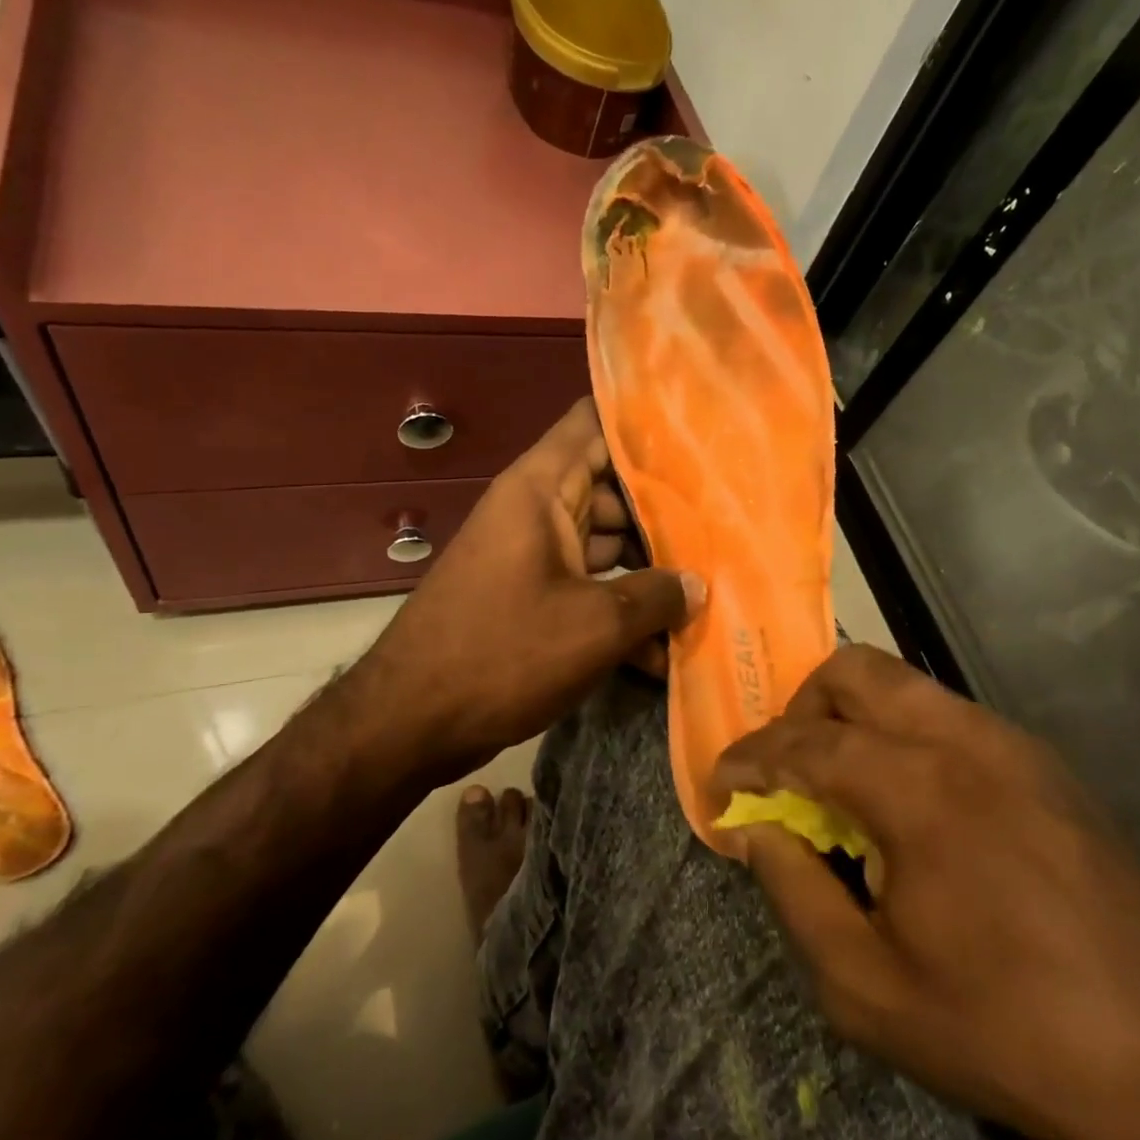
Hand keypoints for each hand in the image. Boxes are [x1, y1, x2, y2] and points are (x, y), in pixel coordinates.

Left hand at [347, 399, 702, 787]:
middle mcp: (536, 511)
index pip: (594, 422)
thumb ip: (656, 597)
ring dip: (649, 573)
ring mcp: (533, 557)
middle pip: (612, 489)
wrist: (410, 722)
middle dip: (667, 511)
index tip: (701, 428)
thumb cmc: (503, 653)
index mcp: (540, 489)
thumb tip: (696, 586)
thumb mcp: (595, 625)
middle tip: (728, 524)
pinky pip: (587, 588)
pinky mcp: (532, 599)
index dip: (644, 418)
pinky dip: (619, 612)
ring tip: (709, 593)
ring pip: (605, 544)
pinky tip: (662, 654)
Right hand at [714, 644, 1139, 1139]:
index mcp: (915, 786)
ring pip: (899, 681)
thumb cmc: (1009, 1029)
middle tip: (786, 772)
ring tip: (840, 785)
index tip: (721, 786)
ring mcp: (1006, 739)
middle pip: (851, 670)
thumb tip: (758, 830)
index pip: (802, 743)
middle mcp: (960, 737)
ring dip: (850, 717)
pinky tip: (904, 801)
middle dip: (799, 710)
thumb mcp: (868, 989)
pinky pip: (941, 714)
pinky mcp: (1038, 758)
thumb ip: (795, 892)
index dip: (748, 759)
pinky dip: (898, 733)